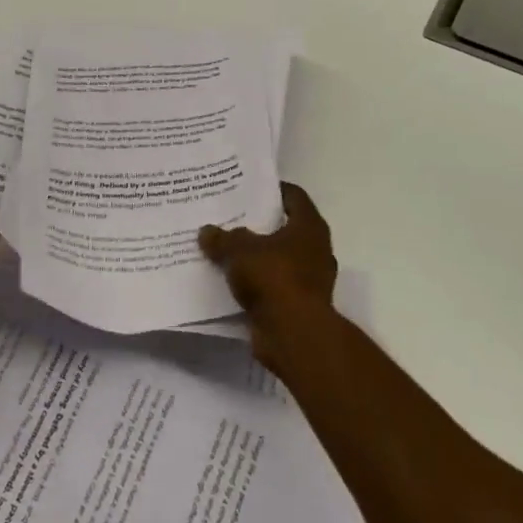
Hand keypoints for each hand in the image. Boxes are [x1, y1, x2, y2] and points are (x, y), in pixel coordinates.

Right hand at [199, 183, 336, 360]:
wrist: (293, 334)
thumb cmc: (274, 278)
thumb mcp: (240, 250)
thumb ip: (223, 238)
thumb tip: (207, 231)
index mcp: (310, 227)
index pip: (294, 196)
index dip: (273, 190)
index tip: (249, 187)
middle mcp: (315, 250)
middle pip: (285, 228)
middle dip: (259, 224)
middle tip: (230, 216)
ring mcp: (309, 280)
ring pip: (278, 259)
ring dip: (256, 256)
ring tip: (225, 248)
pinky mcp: (298, 305)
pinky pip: (272, 286)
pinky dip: (255, 283)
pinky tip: (230, 280)